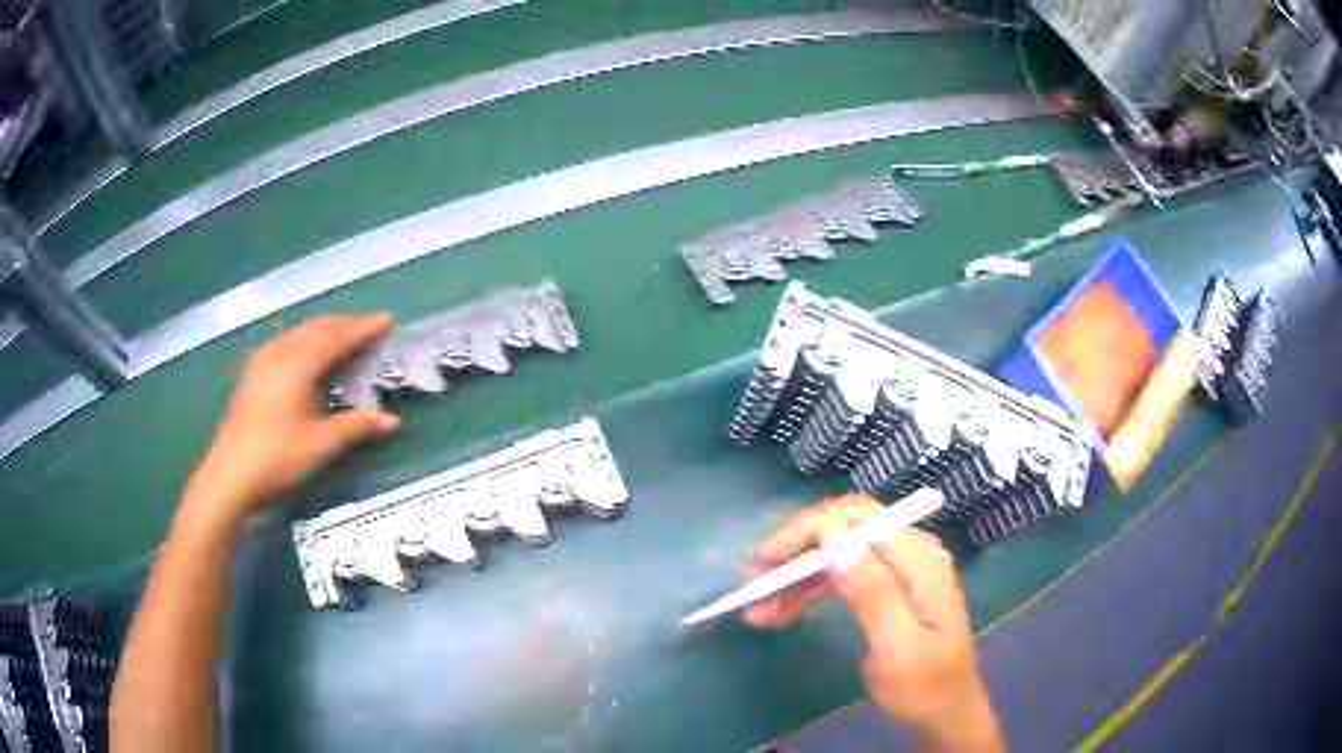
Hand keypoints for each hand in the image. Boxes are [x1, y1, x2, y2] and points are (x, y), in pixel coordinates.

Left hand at [183, 314, 400, 529]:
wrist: (231, 472)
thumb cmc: (279, 456)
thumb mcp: (321, 444)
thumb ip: (357, 427)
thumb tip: (393, 421)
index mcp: (301, 363)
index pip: (338, 337)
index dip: (364, 328)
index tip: (387, 320)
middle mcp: (282, 352)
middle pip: (318, 328)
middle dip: (345, 324)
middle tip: (369, 327)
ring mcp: (264, 359)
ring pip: (300, 332)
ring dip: (324, 330)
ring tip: (342, 335)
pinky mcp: (254, 371)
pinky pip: (286, 341)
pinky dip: (304, 339)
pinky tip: (304, 351)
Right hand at [744, 495, 1002, 751]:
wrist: (946, 712)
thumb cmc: (924, 687)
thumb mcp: (898, 649)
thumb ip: (872, 593)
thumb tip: (834, 538)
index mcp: (920, 561)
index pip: (858, 519)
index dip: (807, 530)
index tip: (764, 561)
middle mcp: (912, 553)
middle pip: (845, 528)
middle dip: (796, 550)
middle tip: (754, 581)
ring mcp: (901, 568)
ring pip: (839, 551)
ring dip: (797, 575)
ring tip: (760, 608)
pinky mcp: (889, 586)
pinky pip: (842, 573)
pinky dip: (809, 589)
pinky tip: (782, 610)